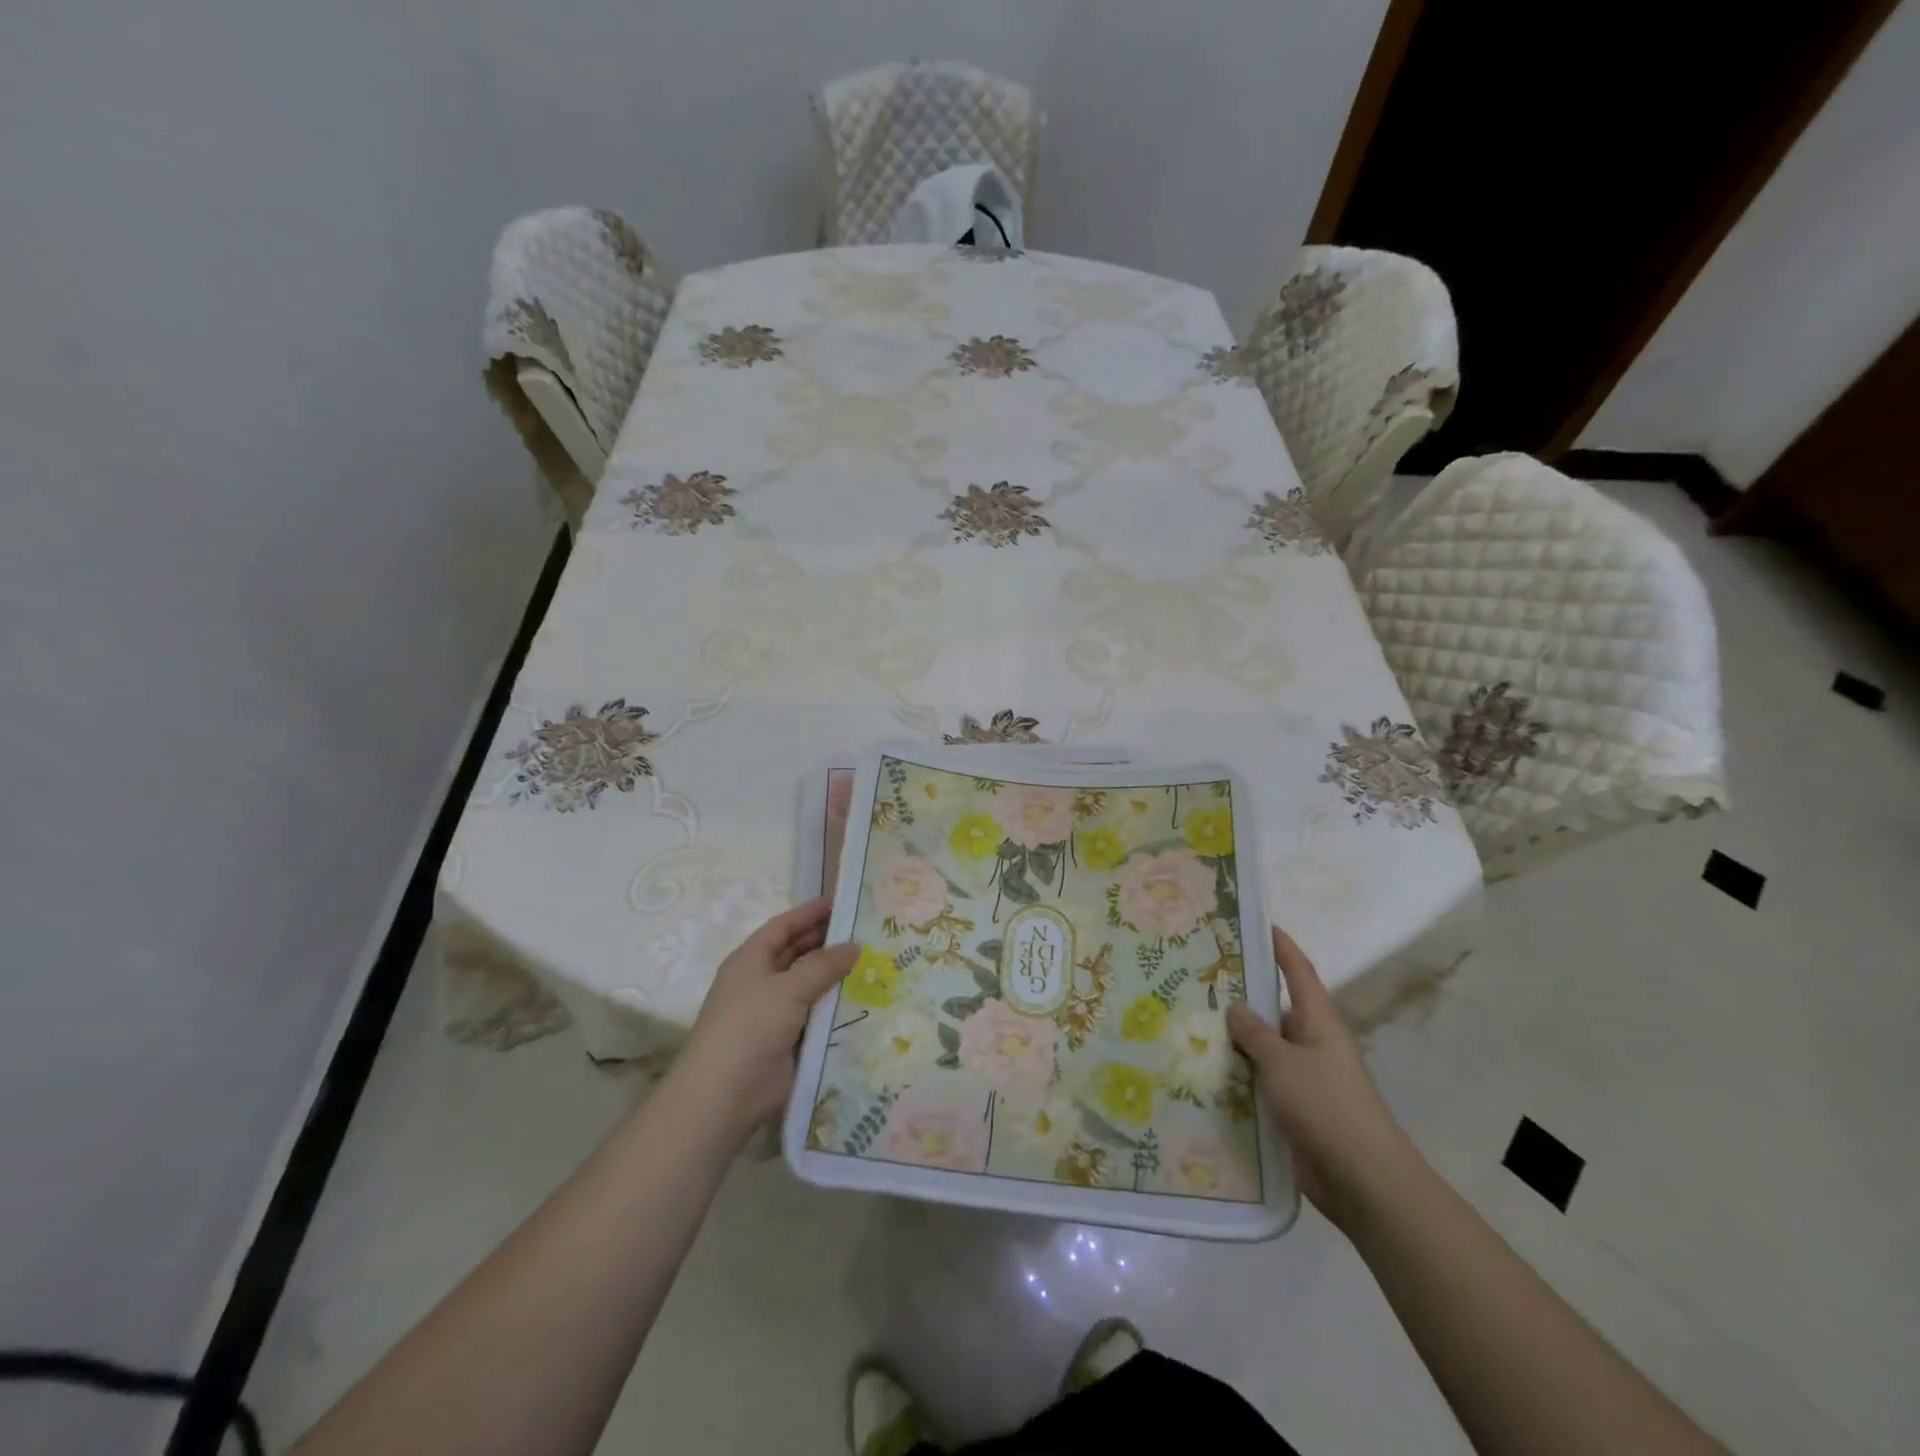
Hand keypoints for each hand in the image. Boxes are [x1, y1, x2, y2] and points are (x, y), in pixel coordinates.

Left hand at [671, 898, 858, 1149]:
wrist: (725, 1095)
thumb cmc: (750, 1026)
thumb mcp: (788, 987)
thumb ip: (823, 964)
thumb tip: (855, 945)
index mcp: (750, 960)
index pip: (783, 926)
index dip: (810, 913)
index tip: (843, 903)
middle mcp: (761, 981)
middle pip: (797, 953)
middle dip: (828, 942)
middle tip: (867, 933)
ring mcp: (774, 1013)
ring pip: (810, 985)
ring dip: (836, 976)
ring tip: (875, 962)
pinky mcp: (788, 1041)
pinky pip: (817, 1015)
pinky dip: (836, 1007)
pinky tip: (866, 1000)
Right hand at [1227, 928, 1417, 1232]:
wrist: (1362, 1180)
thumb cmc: (1326, 1106)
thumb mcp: (1283, 1062)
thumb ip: (1255, 1033)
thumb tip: (1236, 1007)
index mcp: (1319, 1022)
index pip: (1298, 972)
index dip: (1281, 947)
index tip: (1258, 924)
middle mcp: (1312, 1044)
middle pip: (1274, 1010)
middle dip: (1242, 996)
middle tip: (1200, 977)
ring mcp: (1303, 1078)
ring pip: (1263, 1048)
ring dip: (1234, 1040)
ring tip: (1189, 1022)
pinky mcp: (1293, 1109)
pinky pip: (1260, 1081)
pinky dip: (1237, 1075)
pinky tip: (1203, 1071)